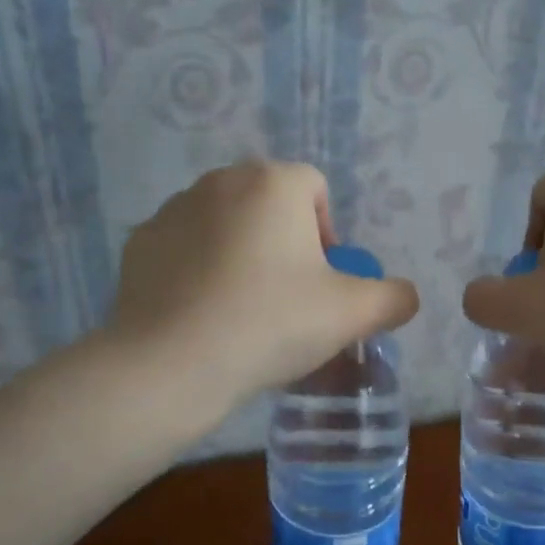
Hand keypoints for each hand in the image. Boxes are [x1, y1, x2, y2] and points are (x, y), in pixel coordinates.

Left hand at [105, 162, 419, 414]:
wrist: (172, 363)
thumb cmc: (271, 324)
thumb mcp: (352, 314)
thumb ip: (392, 298)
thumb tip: (404, 296)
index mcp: (274, 183)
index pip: (315, 189)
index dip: (327, 234)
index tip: (322, 282)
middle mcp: (221, 181)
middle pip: (268, 205)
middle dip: (283, 243)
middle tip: (287, 299)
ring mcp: (173, 209)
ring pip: (224, 224)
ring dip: (239, 253)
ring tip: (241, 310)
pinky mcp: (139, 242)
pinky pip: (183, 248)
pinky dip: (197, 270)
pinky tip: (200, 314)